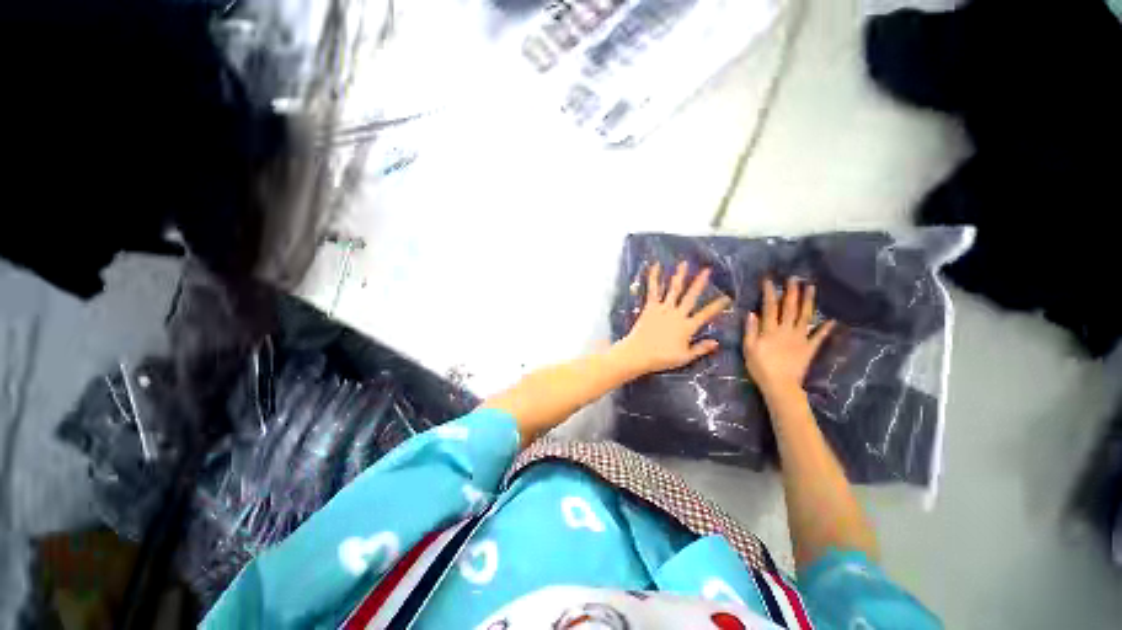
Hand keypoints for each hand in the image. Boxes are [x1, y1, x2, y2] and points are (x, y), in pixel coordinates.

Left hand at [617, 261, 731, 375]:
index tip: (727, 297)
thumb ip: (701, 349)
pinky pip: (653, 290)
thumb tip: (717, 342)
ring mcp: (663, 308)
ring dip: (679, 275)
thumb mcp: (685, 357)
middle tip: (707, 270)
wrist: (639, 353)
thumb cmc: (662, 358)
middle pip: (691, 296)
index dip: (717, 305)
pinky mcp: (650, 306)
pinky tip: (656, 266)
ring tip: (684, 263)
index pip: (706, 314)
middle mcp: (677, 314)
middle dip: (700, 283)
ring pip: (674, 289)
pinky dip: (654, 278)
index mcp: (687, 326)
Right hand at [743, 277, 835, 397]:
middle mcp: (787, 330)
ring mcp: (800, 338)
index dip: (770, 292)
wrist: (780, 385)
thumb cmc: (760, 367)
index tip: (769, 280)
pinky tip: (832, 320)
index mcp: (770, 330)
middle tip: (794, 278)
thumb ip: (750, 330)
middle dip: (792, 292)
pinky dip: (825, 328)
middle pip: (790, 308)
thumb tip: (752, 313)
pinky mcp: (809, 348)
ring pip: (805, 316)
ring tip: (811, 288)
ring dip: (808, 301)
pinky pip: (819, 336)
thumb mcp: (748, 348)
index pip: (770, 307)